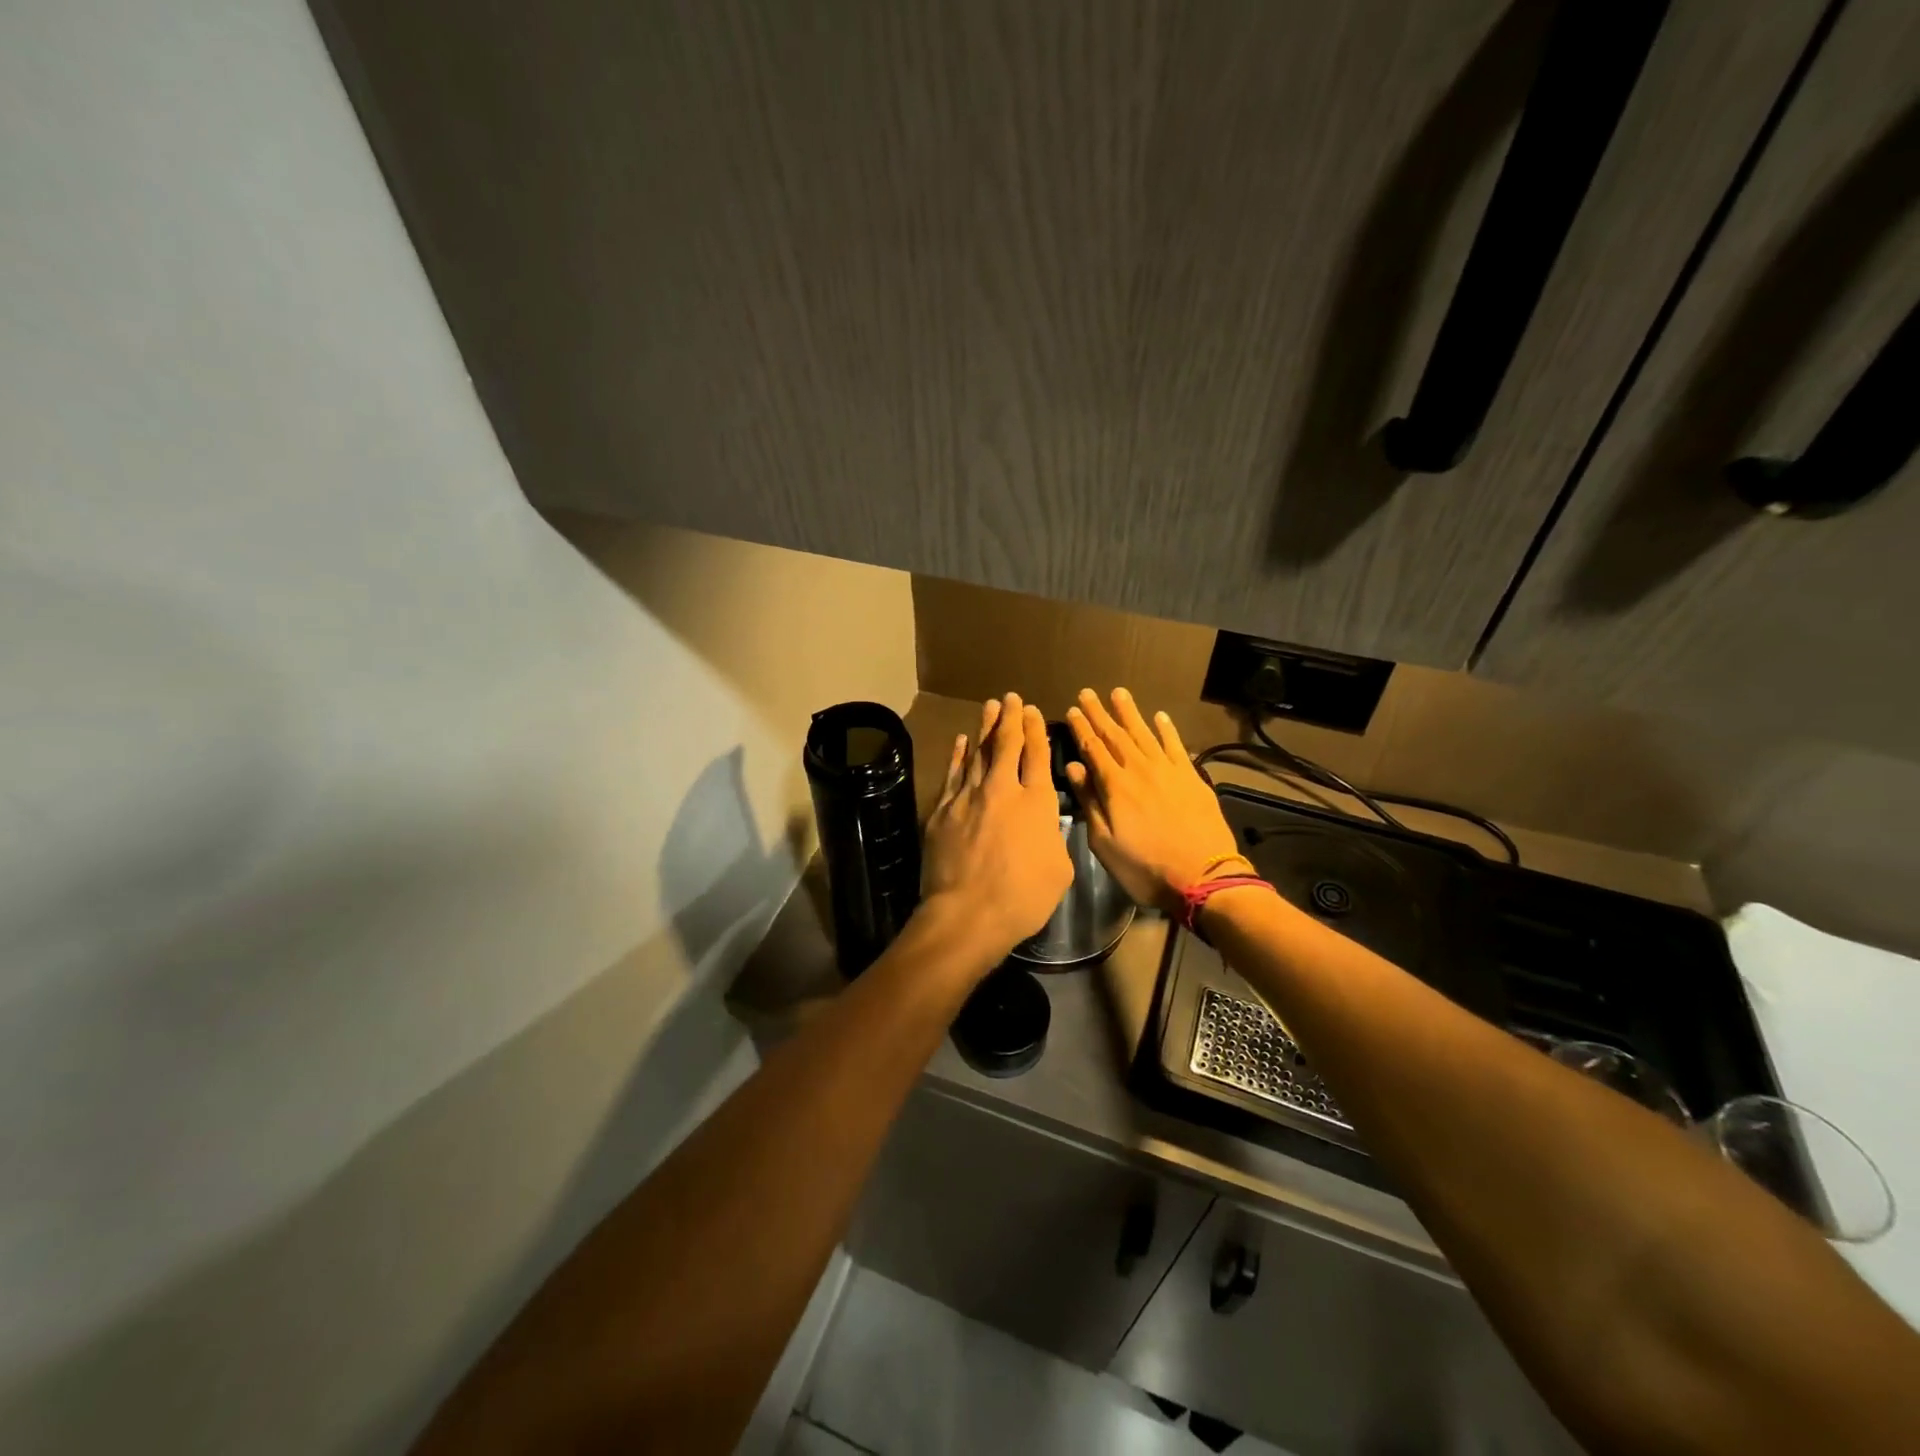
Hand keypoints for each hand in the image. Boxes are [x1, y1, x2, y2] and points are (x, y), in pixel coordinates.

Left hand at [921, 693, 1074, 962]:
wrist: (967, 913)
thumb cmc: (1022, 898)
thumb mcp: (1059, 870)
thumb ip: (1053, 837)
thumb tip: (1044, 823)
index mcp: (1036, 803)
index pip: (1037, 756)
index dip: (1036, 731)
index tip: (1033, 712)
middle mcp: (1002, 790)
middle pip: (1006, 744)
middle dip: (1011, 718)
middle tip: (1011, 698)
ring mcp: (969, 796)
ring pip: (979, 752)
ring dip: (985, 727)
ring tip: (990, 706)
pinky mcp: (943, 809)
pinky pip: (954, 773)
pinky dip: (959, 754)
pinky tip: (963, 741)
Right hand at [1065, 687, 1245, 917]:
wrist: (1203, 877)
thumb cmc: (1145, 867)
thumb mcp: (1105, 843)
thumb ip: (1089, 802)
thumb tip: (1074, 767)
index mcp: (1115, 786)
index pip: (1093, 748)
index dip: (1081, 728)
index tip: (1072, 709)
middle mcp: (1140, 769)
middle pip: (1116, 735)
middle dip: (1100, 713)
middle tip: (1087, 692)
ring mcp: (1168, 771)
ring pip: (1144, 733)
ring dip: (1130, 712)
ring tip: (1118, 692)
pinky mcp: (1191, 777)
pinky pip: (1176, 746)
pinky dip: (1167, 729)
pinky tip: (1160, 716)